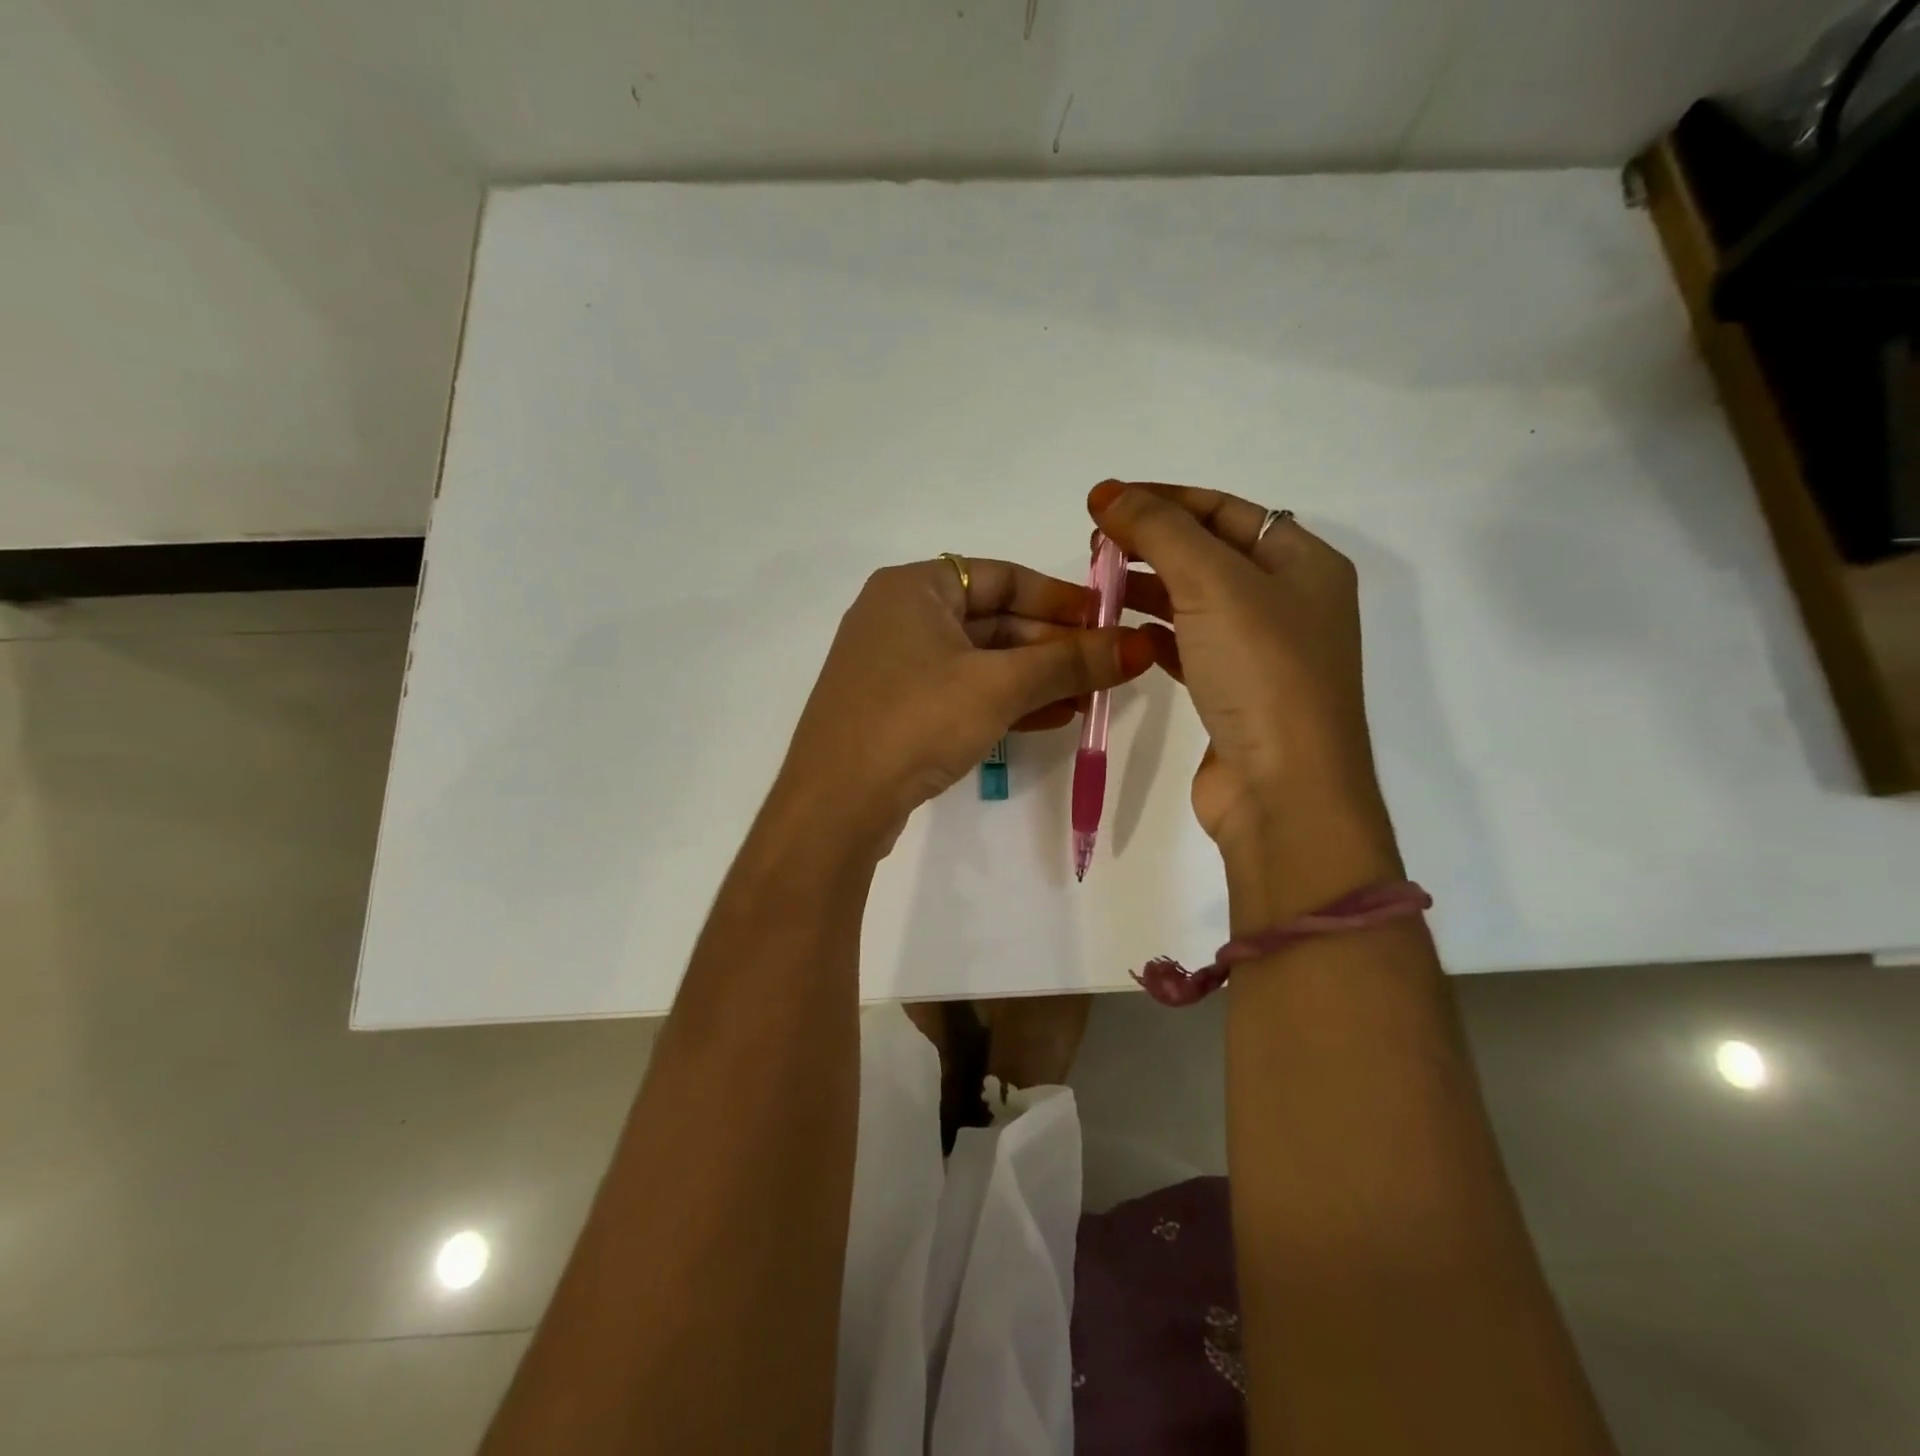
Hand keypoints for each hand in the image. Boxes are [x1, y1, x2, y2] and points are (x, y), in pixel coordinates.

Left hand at [775, 556, 1156, 852]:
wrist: (835, 804)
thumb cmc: (915, 721)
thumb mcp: (999, 686)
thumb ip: (1069, 662)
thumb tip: (1141, 646)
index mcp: (913, 587)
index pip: (1002, 576)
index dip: (1059, 597)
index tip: (1107, 619)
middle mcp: (899, 616)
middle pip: (993, 620)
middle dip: (1052, 646)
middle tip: (1107, 668)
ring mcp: (894, 666)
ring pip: (980, 661)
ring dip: (1035, 678)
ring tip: (1089, 699)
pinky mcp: (896, 709)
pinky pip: (961, 692)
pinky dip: (1004, 702)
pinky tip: (1050, 719)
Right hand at [1088, 482, 1399, 918]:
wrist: (1285, 792)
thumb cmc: (1261, 673)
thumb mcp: (1212, 584)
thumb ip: (1160, 530)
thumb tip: (1109, 492)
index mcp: (1303, 562)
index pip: (1225, 509)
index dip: (1163, 498)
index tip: (1102, 503)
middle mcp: (1290, 600)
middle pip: (1210, 552)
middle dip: (1152, 541)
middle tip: (1094, 545)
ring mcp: (1263, 651)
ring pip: (1196, 600)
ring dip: (1149, 586)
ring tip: (1097, 584)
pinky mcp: (1235, 692)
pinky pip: (1190, 645)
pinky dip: (1156, 632)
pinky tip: (1121, 631)